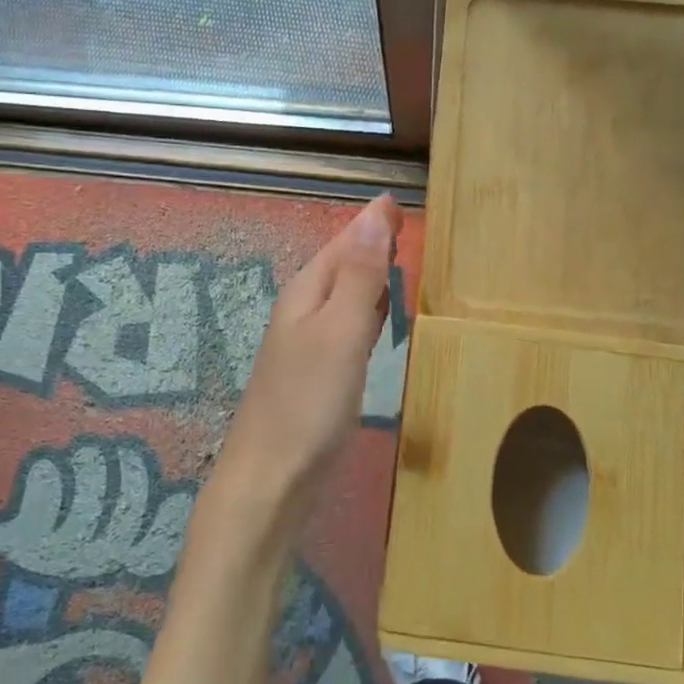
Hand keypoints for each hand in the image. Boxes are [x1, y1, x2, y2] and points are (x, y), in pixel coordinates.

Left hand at [211, 193, 401, 531]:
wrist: (272, 481)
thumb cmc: (308, 401)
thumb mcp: (341, 329)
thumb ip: (361, 274)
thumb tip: (377, 213)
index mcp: (307, 291)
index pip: (344, 241)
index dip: (372, 222)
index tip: (402, 202)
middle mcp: (306, 310)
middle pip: (345, 264)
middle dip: (374, 243)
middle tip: (410, 226)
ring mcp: (312, 344)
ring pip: (348, 295)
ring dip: (373, 275)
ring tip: (404, 261)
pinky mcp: (322, 374)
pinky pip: (351, 327)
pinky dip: (370, 313)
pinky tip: (383, 319)